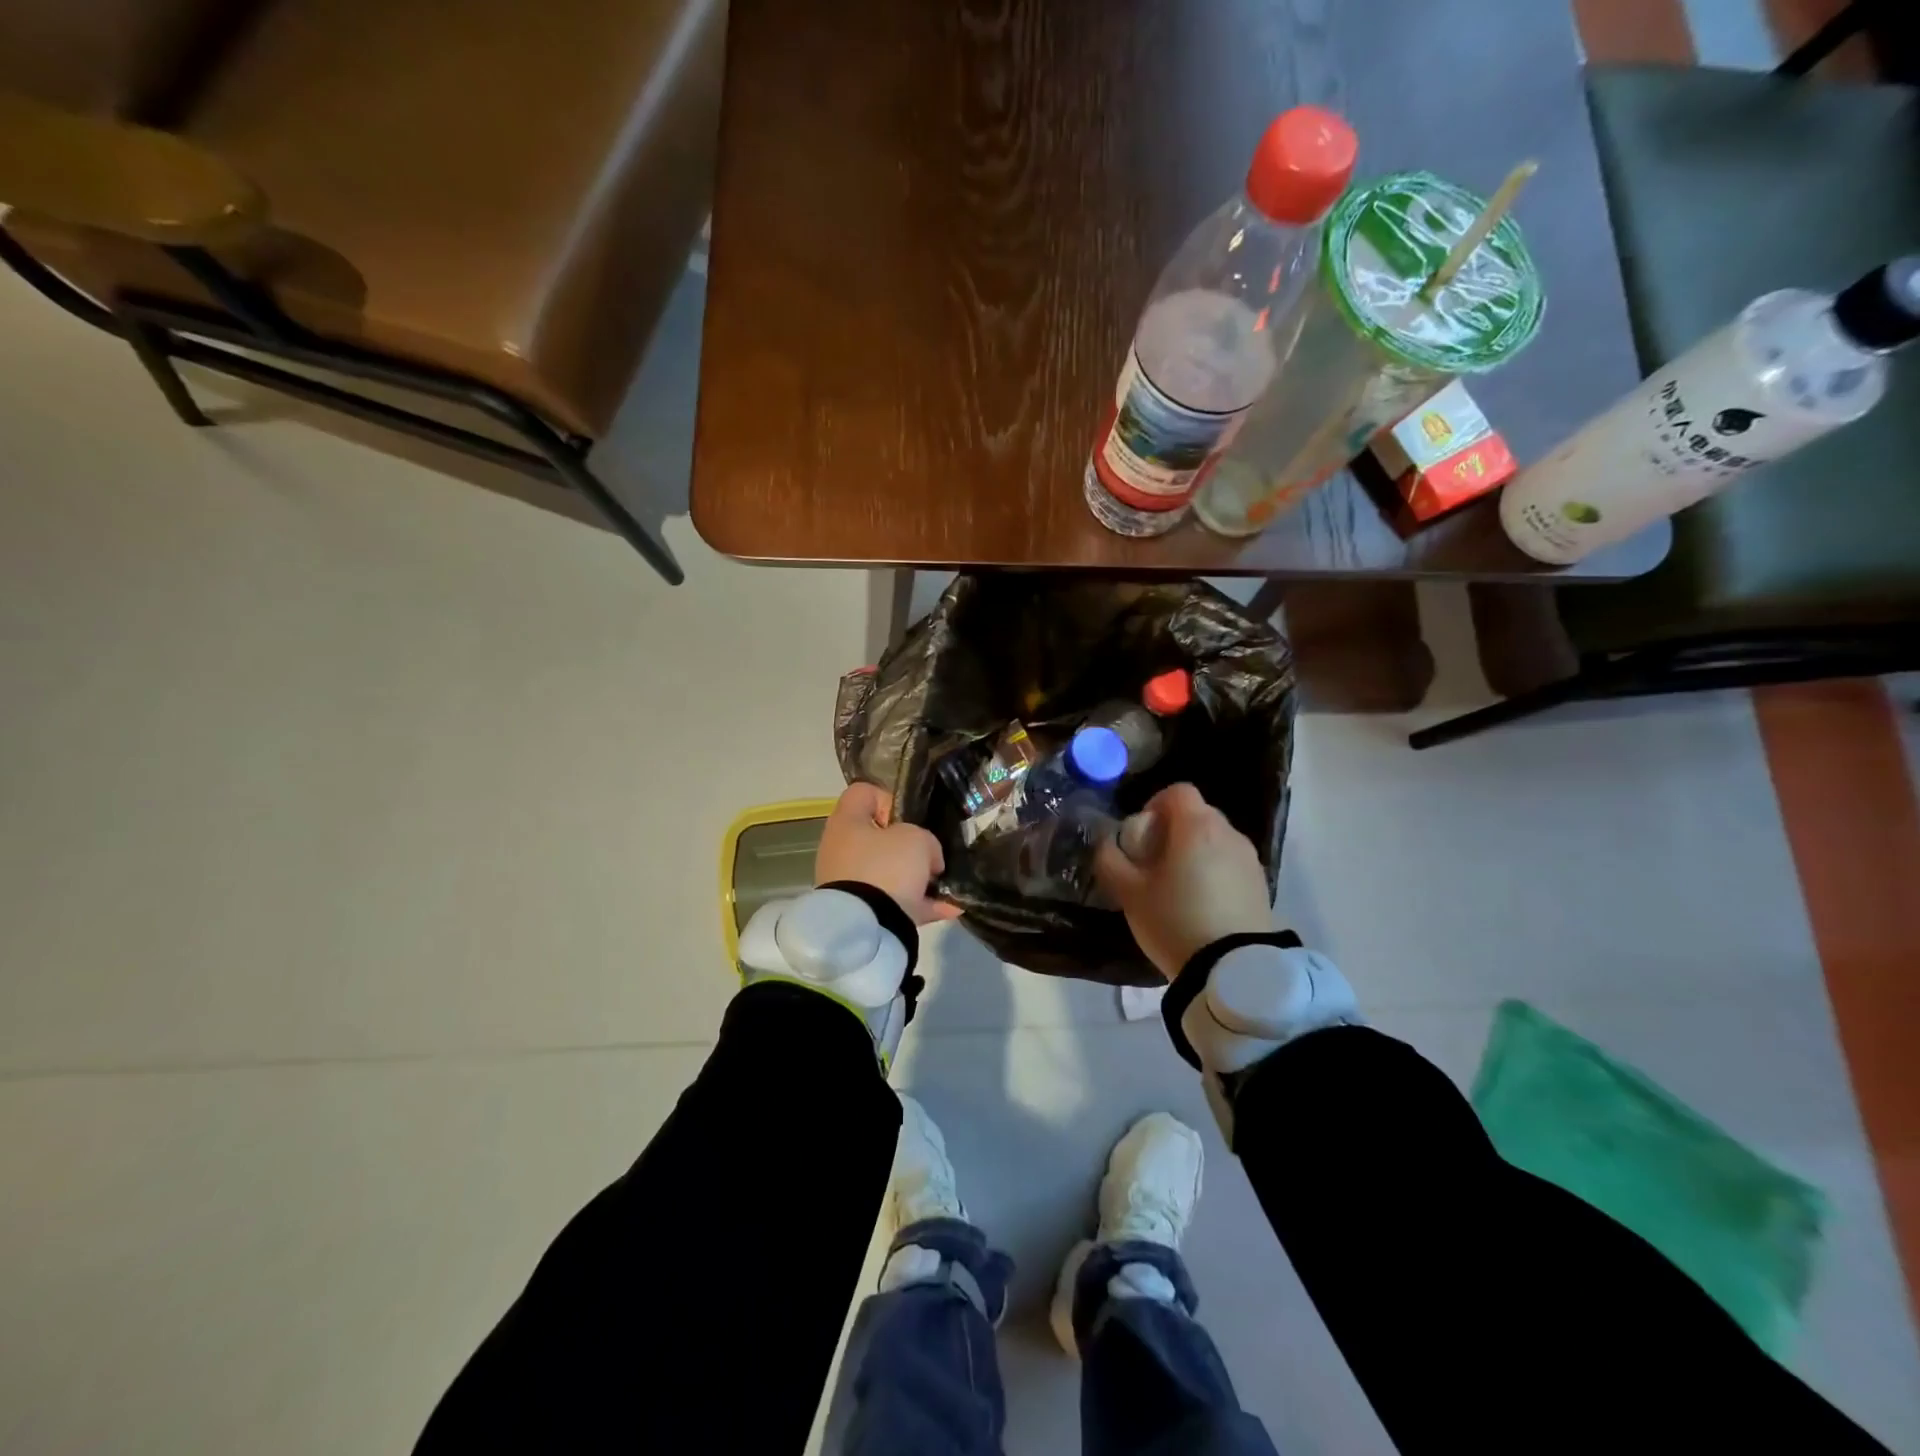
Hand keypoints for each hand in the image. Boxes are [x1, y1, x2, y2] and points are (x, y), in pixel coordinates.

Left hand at [816, 783, 962, 925]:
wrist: (865, 927)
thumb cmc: (886, 867)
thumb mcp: (917, 839)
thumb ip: (925, 840)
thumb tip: (928, 859)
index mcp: (847, 823)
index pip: (863, 793)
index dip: (889, 798)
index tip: (910, 818)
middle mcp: (841, 849)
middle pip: (878, 837)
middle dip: (909, 846)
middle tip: (930, 855)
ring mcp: (848, 883)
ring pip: (888, 872)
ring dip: (916, 878)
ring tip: (945, 885)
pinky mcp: (860, 912)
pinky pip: (894, 903)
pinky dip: (919, 905)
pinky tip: (949, 909)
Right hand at [1094, 783, 1271, 979]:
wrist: (1232, 970)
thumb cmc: (1174, 921)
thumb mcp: (1128, 893)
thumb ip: (1111, 859)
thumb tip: (1107, 842)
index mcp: (1196, 827)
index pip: (1177, 791)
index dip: (1156, 804)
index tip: (1142, 833)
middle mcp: (1228, 833)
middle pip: (1198, 814)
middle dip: (1174, 829)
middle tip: (1155, 862)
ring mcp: (1249, 859)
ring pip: (1216, 839)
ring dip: (1196, 851)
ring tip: (1179, 886)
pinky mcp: (1262, 884)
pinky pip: (1231, 863)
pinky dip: (1215, 871)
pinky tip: (1203, 904)